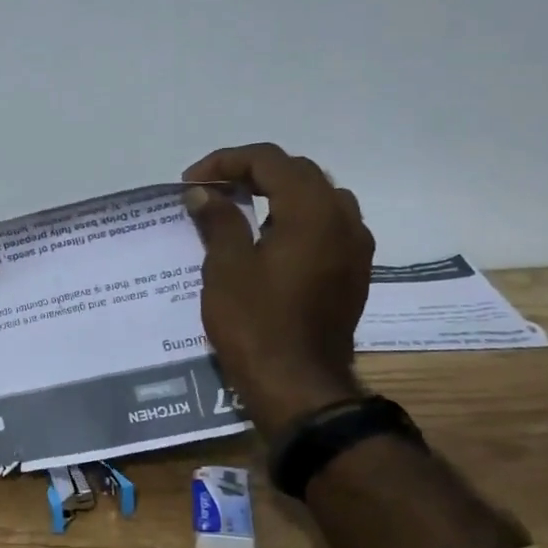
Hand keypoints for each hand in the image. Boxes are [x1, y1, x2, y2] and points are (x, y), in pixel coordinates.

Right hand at [181, 143, 373, 434]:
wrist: (299, 386)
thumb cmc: (256, 324)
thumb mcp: (226, 267)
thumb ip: (218, 219)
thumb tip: (203, 192)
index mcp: (312, 210)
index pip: (269, 161)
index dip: (225, 162)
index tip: (192, 183)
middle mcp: (343, 218)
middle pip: (298, 172)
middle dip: (252, 172)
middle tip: (213, 190)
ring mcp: (355, 246)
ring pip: (318, 195)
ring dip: (278, 192)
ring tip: (241, 207)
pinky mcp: (353, 271)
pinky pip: (328, 224)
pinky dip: (297, 216)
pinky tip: (270, 237)